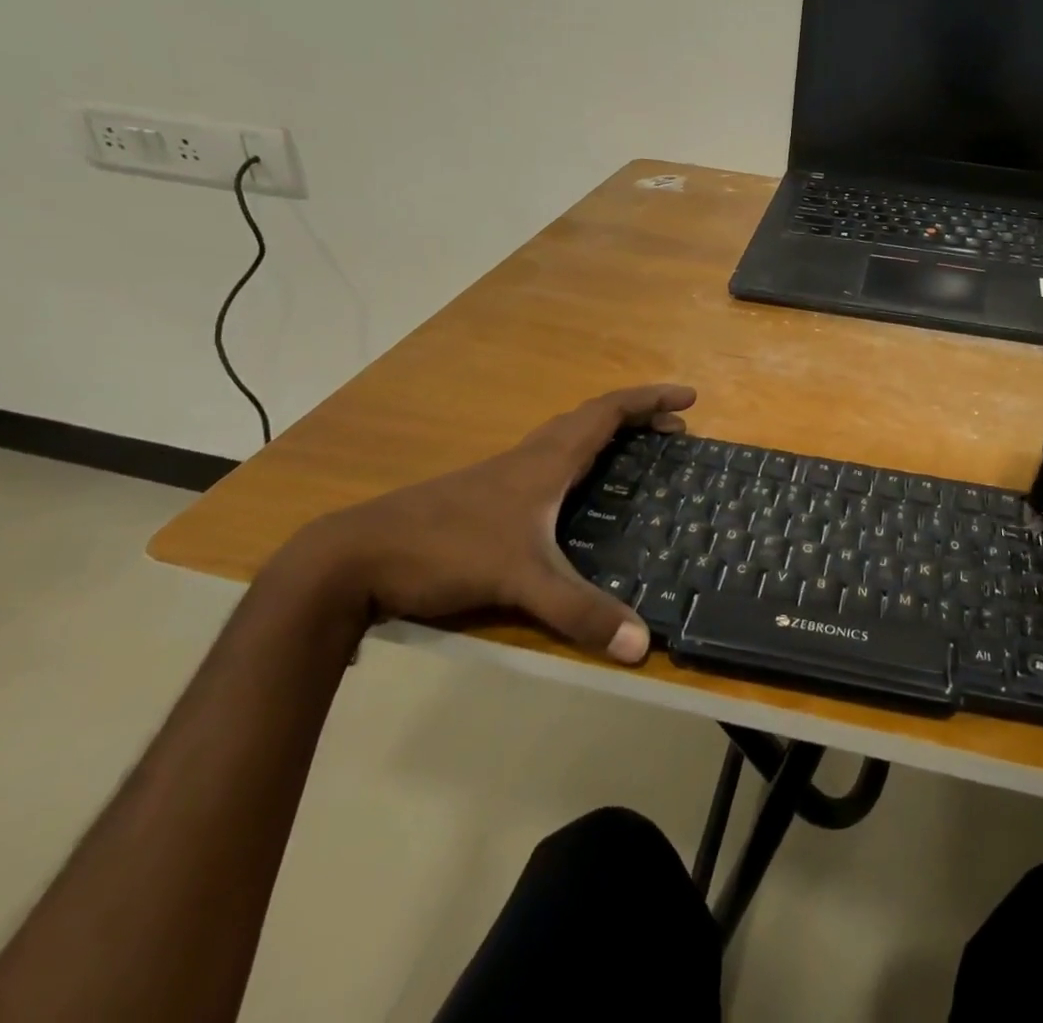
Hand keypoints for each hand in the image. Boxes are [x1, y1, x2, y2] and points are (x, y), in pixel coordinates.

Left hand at [278, 384, 696, 663]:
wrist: (354, 557)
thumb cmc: (445, 549)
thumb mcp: (520, 580)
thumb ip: (579, 611)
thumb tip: (642, 646)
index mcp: (546, 460)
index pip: (608, 413)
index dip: (650, 400)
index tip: (688, 397)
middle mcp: (529, 457)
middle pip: (592, 419)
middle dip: (638, 417)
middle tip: (675, 432)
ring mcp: (503, 475)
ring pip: (567, 438)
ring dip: (607, 435)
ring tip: (637, 453)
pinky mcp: (484, 496)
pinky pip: (548, 461)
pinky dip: (579, 459)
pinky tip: (575, 495)